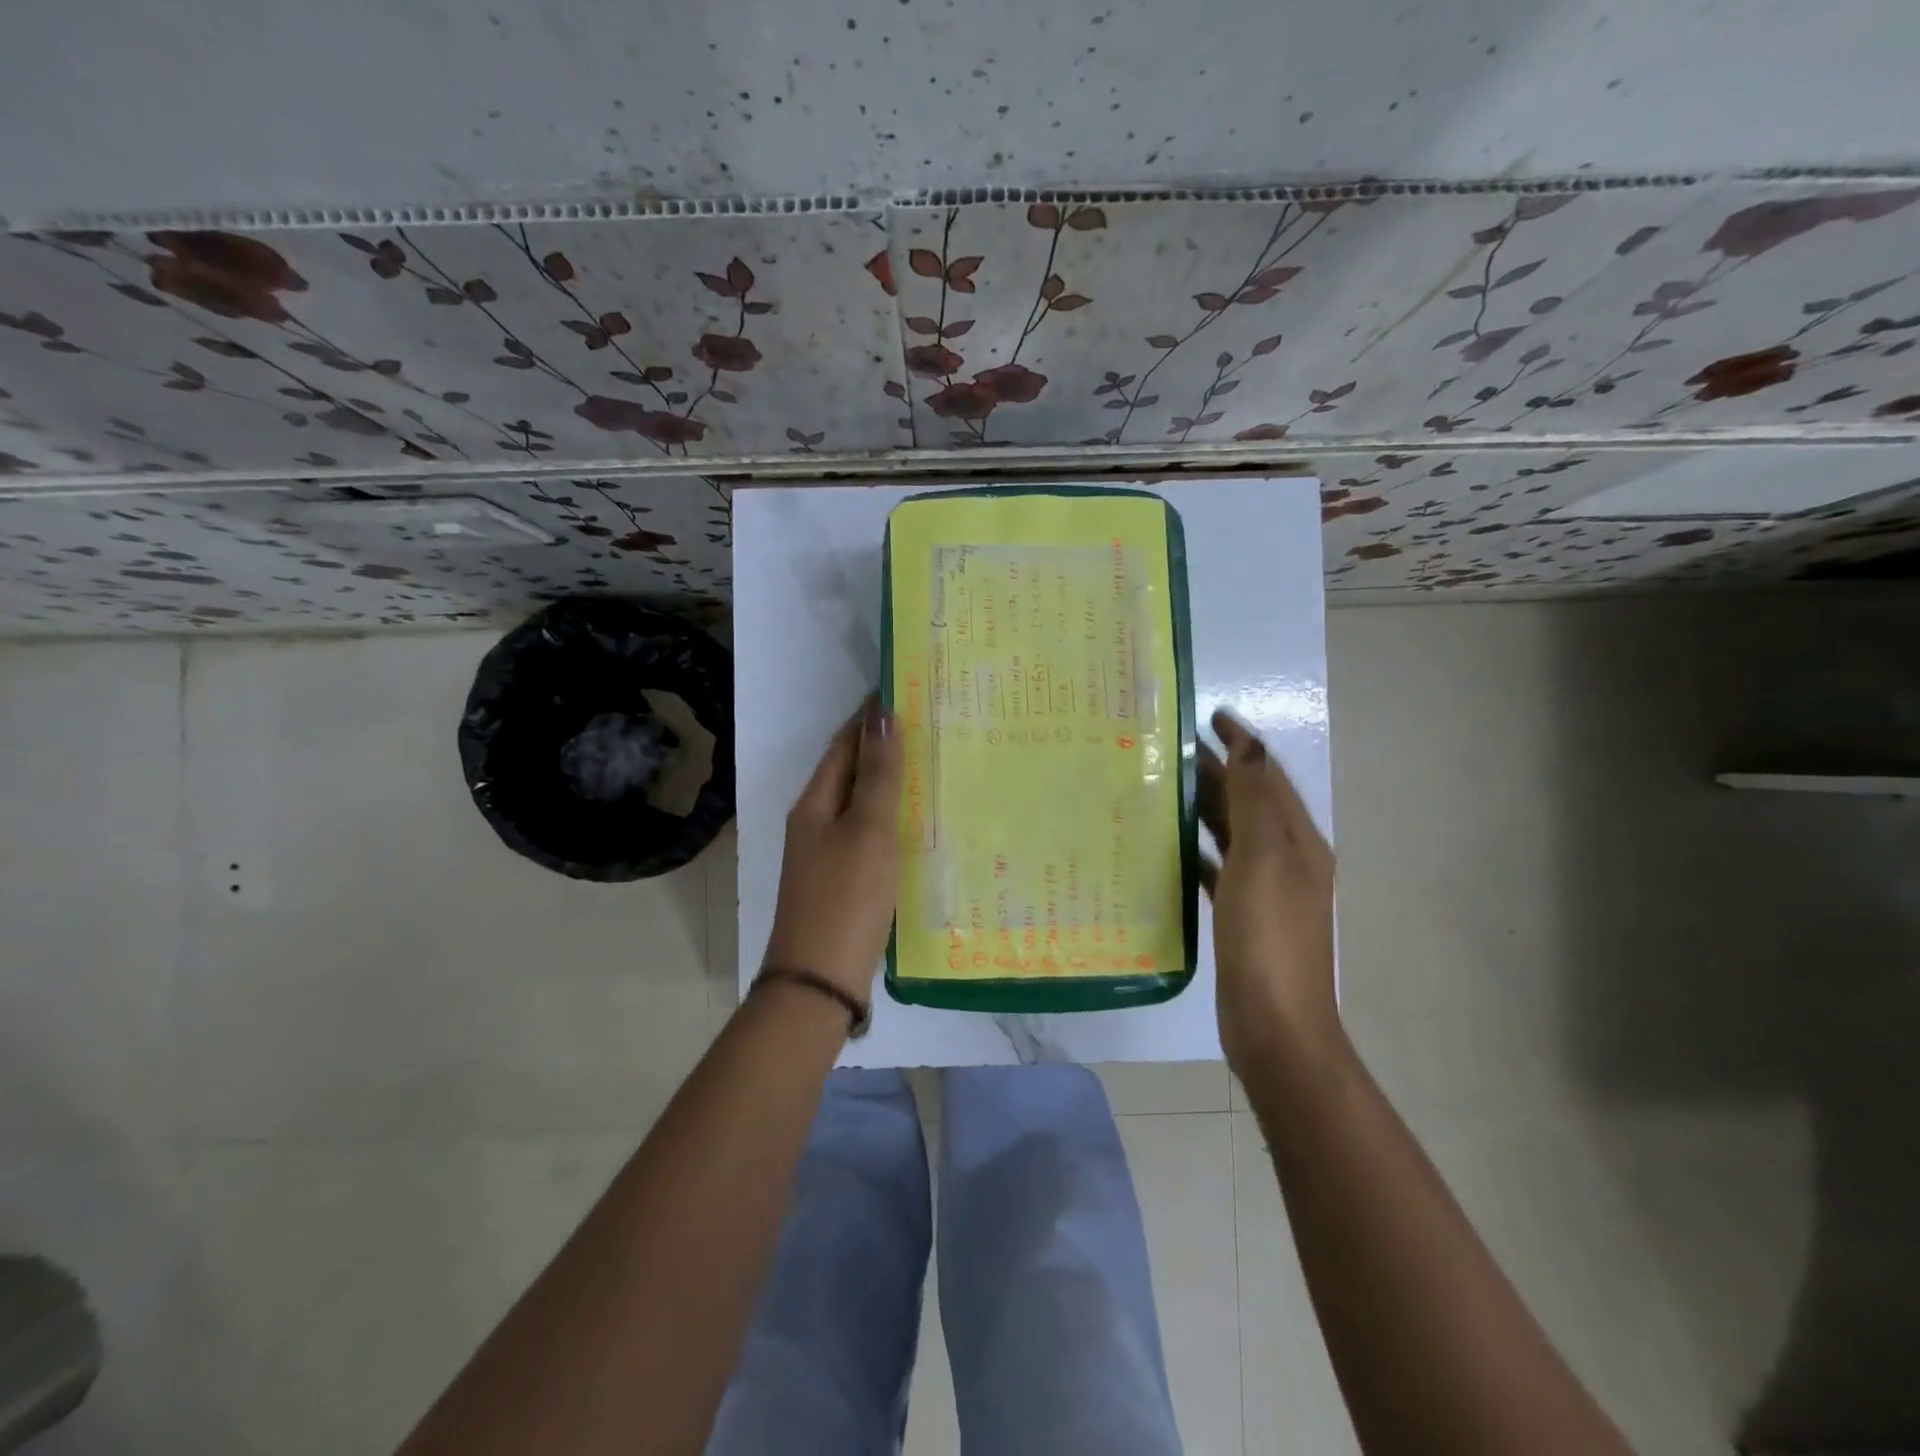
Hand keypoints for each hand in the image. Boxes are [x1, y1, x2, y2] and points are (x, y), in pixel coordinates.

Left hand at [761, 697, 903, 1005]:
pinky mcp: (844, 880)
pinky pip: (870, 834)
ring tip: (935, 764)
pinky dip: (893, 818)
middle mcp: (816, 822)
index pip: (844, 744)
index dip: (871, 717)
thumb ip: (877, 774)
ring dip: (891, 782)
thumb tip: (882, 712)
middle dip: (884, 746)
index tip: (907, 691)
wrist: (819, 982)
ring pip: (862, 804)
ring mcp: (828, 854)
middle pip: (851, 771)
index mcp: (814, 803)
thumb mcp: (867, 830)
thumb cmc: (845, 898)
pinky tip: (920, 822)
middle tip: (933, 725)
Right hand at [1198, 708, 1339, 1068]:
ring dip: (1205, 807)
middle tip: (1172, 747)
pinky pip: (1219, 868)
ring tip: (1165, 786)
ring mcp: (1266, 891)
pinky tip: (1171, 848)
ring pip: (1232, 833)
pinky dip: (1199, 850)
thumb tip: (1252, 745)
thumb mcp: (1262, 861)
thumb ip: (1255, 802)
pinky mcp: (1243, 917)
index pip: (1268, 776)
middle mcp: (1287, 860)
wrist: (1275, 1027)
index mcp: (1297, 842)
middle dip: (1219, 770)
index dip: (1243, 743)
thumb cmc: (1268, 938)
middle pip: (1249, 802)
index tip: (1209, 715)